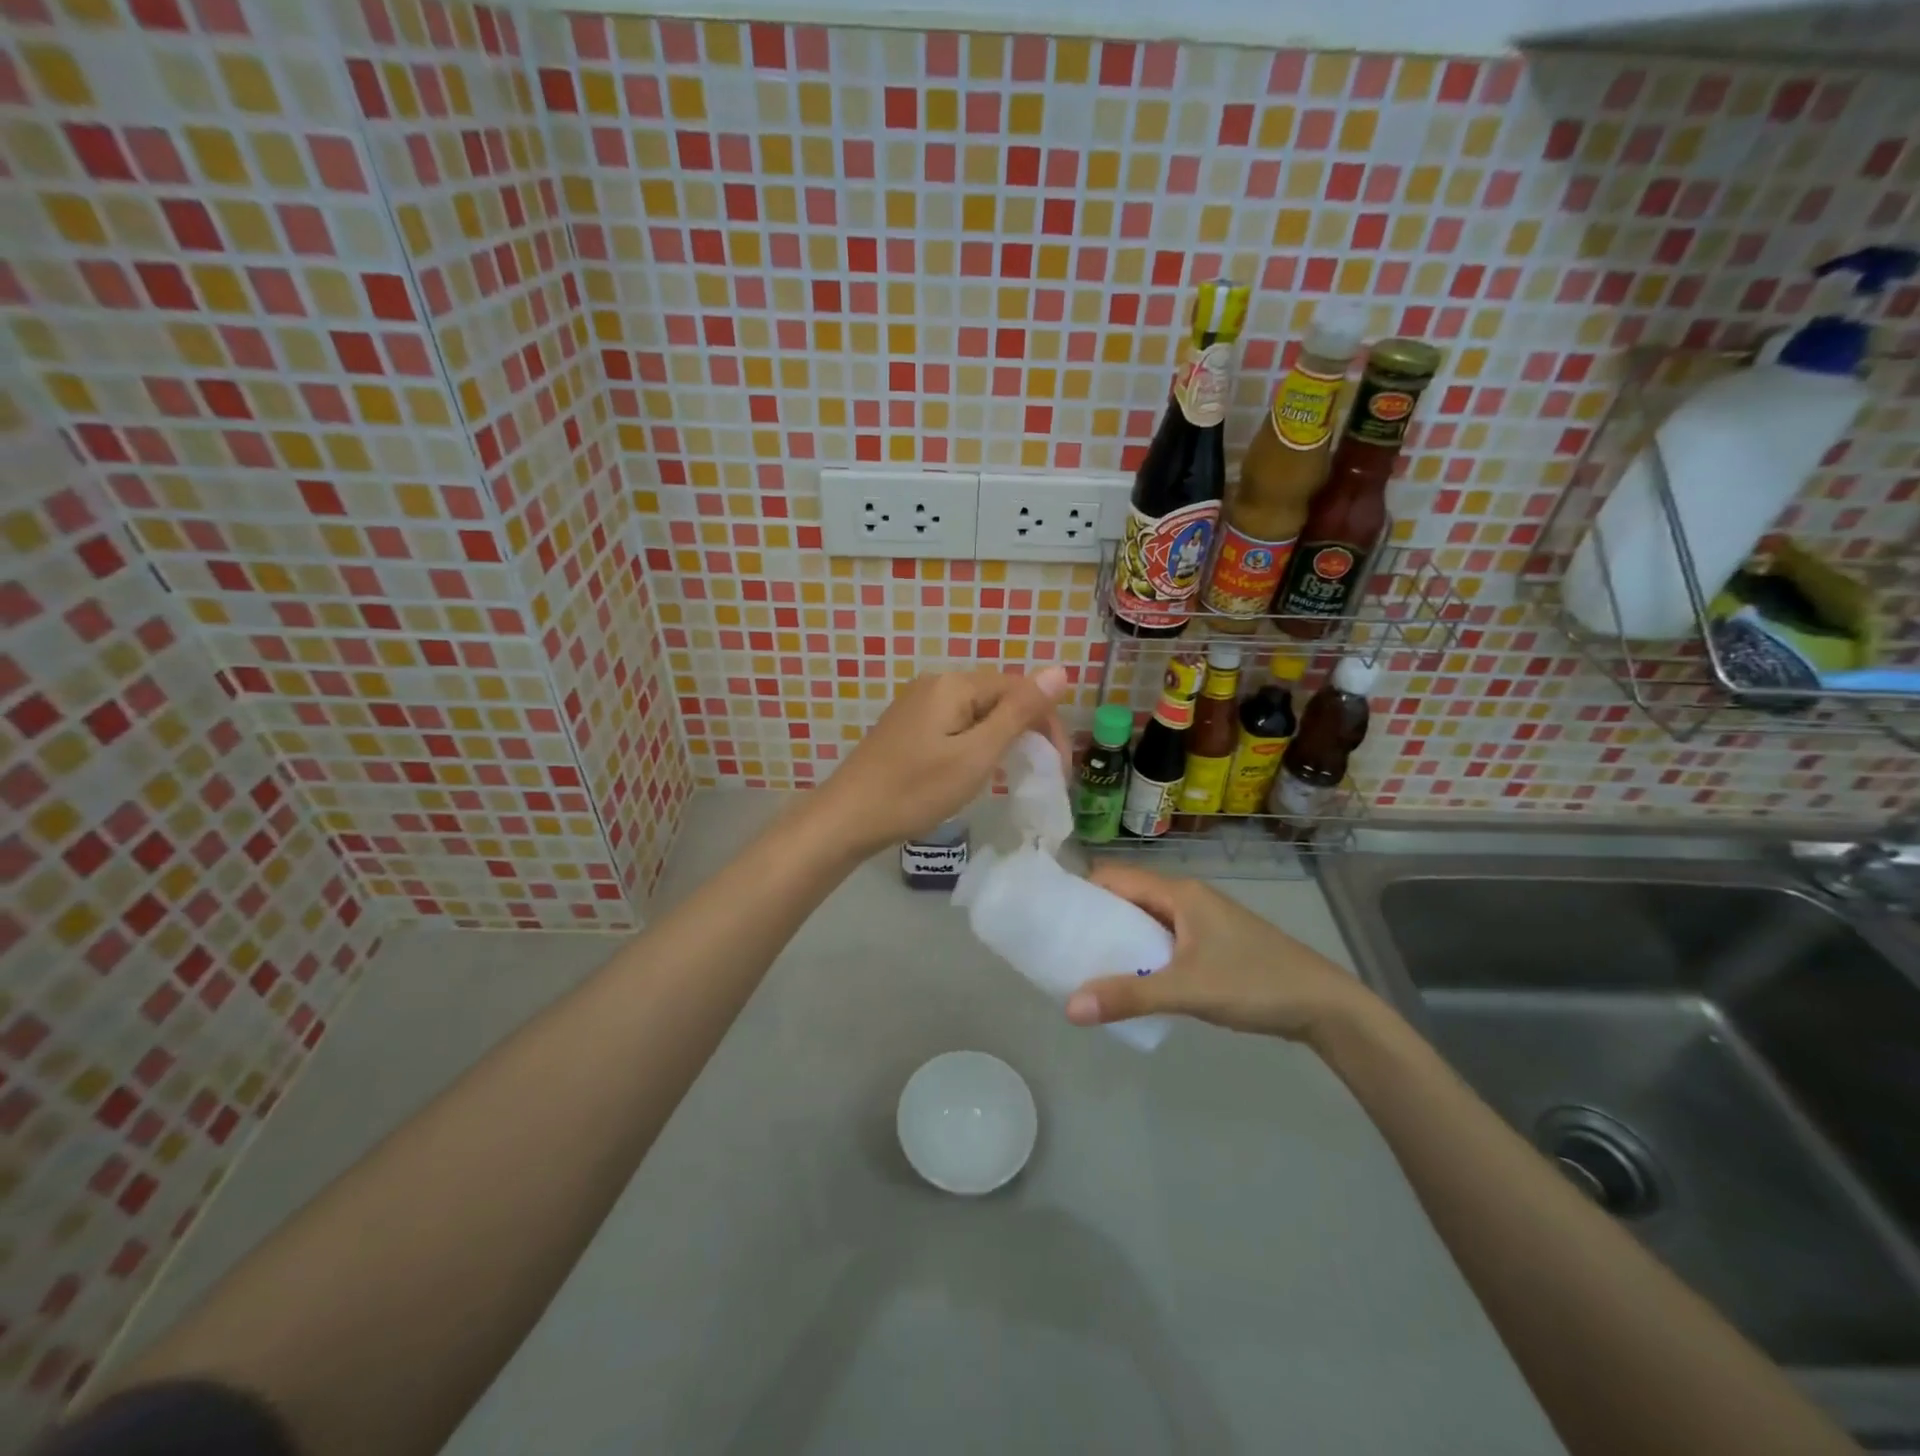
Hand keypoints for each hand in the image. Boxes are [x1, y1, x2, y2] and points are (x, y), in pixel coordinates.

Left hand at [809, 667, 1069, 854]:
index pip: (1019, 689)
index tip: (1058, 766)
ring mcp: (919, 704)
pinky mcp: (909, 726)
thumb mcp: (976, 754)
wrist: (848, 817)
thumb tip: (1059, 670)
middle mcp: (936, 684)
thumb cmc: (916, 790)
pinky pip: (956, 725)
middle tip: (1040, 773)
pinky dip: (976, 744)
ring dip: (1002, 739)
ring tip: (1010, 775)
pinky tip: (976, 770)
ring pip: (978, 714)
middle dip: (1026, 731)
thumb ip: (1018, 713)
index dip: (1046, 723)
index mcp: (954, 684)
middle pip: (998, 698)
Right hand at [1064, 864, 1376, 1043]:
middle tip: (1063, 947)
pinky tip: (1133, 981)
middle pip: (1128, 897)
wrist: (1325, 1006)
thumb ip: (1129, 997)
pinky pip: (1164, 939)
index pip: (1115, 877)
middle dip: (1096, 918)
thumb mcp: (1187, 990)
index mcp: (1179, 893)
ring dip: (1120, 938)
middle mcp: (1187, 899)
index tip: (1052, 915)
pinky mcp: (1212, 944)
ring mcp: (1202, 922)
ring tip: (1088, 966)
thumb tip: (1069, 1006)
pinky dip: (1143, 953)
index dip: (1081, 890)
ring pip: (1147, 920)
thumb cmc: (1254, 983)